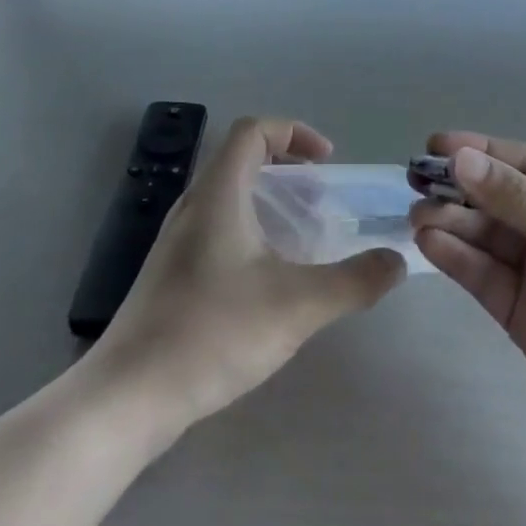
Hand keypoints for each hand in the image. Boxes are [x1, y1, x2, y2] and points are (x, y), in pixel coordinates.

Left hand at [96, 117, 406, 433]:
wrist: (129, 395)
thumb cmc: (213, 332)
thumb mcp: (297, 305)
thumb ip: (353, 281)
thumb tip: (396, 262)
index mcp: (218, 193)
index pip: (253, 130)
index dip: (294, 133)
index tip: (327, 162)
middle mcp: (193, 205)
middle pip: (240, 159)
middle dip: (287, 169)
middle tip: (322, 199)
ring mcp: (176, 241)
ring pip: (228, 196)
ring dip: (269, 202)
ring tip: (302, 237)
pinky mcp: (170, 274)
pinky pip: (217, 229)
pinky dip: (250, 231)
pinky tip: (268, 279)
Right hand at [411, 133, 525, 502]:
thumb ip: (520, 202)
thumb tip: (460, 160)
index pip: (525, 163)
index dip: (480, 152)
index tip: (435, 145)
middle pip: (498, 198)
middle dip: (458, 188)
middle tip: (415, 181)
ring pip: (485, 237)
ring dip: (451, 222)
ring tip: (417, 215)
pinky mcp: (524, 316)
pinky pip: (484, 277)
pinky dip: (456, 259)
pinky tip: (430, 243)